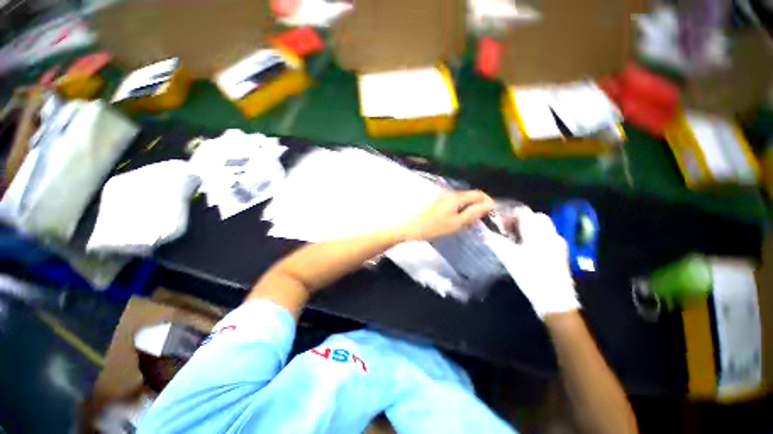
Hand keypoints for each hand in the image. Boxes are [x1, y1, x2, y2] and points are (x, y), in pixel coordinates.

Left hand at [400, 190, 493, 240]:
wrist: (415, 227)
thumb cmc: (436, 226)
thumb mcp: (458, 222)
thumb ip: (473, 212)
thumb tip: (489, 204)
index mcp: (457, 197)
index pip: (478, 194)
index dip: (487, 201)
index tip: (492, 212)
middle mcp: (451, 194)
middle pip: (470, 196)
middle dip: (479, 205)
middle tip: (482, 219)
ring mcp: (444, 197)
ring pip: (463, 200)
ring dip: (470, 208)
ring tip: (472, 221)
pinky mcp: (439, 202)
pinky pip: (455, 203)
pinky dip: (461, 210)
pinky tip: (460, 219)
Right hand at [484, 206, 579, 317]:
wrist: (555, 300)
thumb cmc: (530, 275)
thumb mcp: (508, 257)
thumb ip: (493, 240)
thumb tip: (479, 229)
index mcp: (537, 231)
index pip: (523, 211)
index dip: (508, 214)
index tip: (498, 225)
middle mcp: (550, 233)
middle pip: (534, 216)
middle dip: (518, 220)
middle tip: (506, 232)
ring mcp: (558, 243)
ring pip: (541, 226)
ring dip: (527, 228)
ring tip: (514, 241)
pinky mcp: (560, 253)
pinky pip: (546, 236)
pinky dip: (535, 237)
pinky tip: (526, 250)